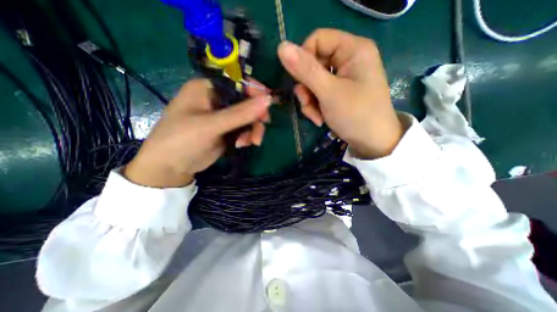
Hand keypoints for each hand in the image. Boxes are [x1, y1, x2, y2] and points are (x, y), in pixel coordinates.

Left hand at [128, 79, 273, 187]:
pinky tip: (242, 145)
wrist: (171, 168)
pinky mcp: (228, 130)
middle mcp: (218, 99)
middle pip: (247, 101)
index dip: (256, 91)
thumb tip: (268, 100)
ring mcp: (224, 116)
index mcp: (208, 88)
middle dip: (256, 117)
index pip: (239, 81)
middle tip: (259, 131)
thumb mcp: (211, 125)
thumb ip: (240, 113)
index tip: (269, 104)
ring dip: (253, 130)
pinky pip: (245, 129)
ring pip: (249, 117)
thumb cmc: (182, 140)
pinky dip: (247, 136)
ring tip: (249, 143)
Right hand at [277, 28, 399, 157]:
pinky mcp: (340, 92)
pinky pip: (319, 93)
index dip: (303, 59)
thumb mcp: (329, 92)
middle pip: (313, 64)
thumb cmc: (355, 115)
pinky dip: (316, 106)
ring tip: (316, 116)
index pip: (317, 40)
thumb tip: (281, 47)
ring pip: (313, 81)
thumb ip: (305, 70)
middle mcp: (349, 59)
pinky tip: (320, 119)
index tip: (301, 82)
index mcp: (353, 49)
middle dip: (307, 88)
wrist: (372, 143)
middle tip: (308, 104)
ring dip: (309, 101)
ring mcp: (344, 77)